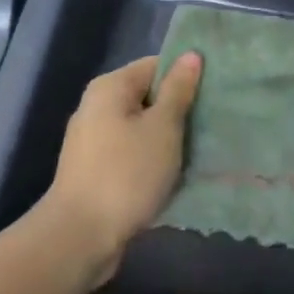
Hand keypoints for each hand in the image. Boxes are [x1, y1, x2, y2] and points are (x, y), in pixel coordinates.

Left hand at [43, 52, 201, 281]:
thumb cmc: (126, 173)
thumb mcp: (162, 128)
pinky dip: (152, 161)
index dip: (186, 75)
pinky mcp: (96, 171)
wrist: (80, 237)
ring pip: (141, 128)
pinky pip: (132, 154)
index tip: (214, 93)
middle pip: (148, 97)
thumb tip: (190, 55)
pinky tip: (174, 176)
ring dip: (168, 139)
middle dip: (179, 110)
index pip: (155, 65)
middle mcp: (97, 107)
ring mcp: (94, 141)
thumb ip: (178, 90)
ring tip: (199, 151)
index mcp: (110, 87)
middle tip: (212, 124)